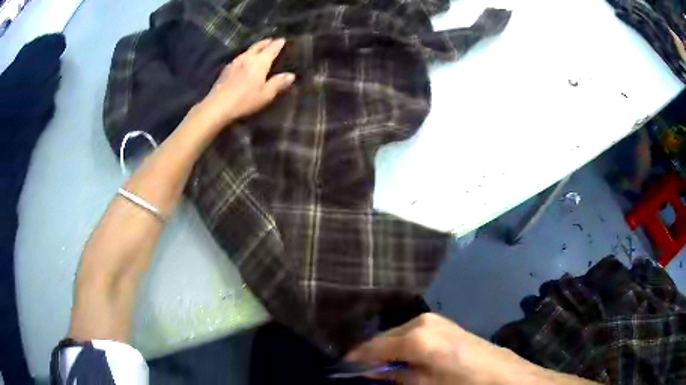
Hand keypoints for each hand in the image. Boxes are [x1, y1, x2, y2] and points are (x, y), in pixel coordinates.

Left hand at [196, 38, 294, 128]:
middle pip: (258, 46)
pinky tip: (245, 58)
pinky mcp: (226, 69)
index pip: (271, 49)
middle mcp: (248, 58)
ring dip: (255, 47)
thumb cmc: (245, 101)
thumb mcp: (266, 95)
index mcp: (260, 62)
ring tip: (260, 47)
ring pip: (248, 50)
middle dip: (266, 42)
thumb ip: (278, 83)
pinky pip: (240, 56)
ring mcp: (235, 62)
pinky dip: (246, 54)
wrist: (218, 106)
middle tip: (272, 40)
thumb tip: (291, 75)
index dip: (278, 44)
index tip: (282, 39)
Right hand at [346, 313, 570, 384]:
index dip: (356, 360)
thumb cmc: (464, 384)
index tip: (343, 371)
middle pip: (384, 337)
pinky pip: (413, 334)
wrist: (505, 376)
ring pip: (398, 335)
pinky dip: (403, 347)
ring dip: (388, 351)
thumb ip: (396, 376)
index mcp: (416, 336)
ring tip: (384, 370)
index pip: (373, 347)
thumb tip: (372, 372)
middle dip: (372, 356)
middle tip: (365, 374)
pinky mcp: (445, 325)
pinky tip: (405, 361)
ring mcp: (436, 320)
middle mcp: (423, 321)